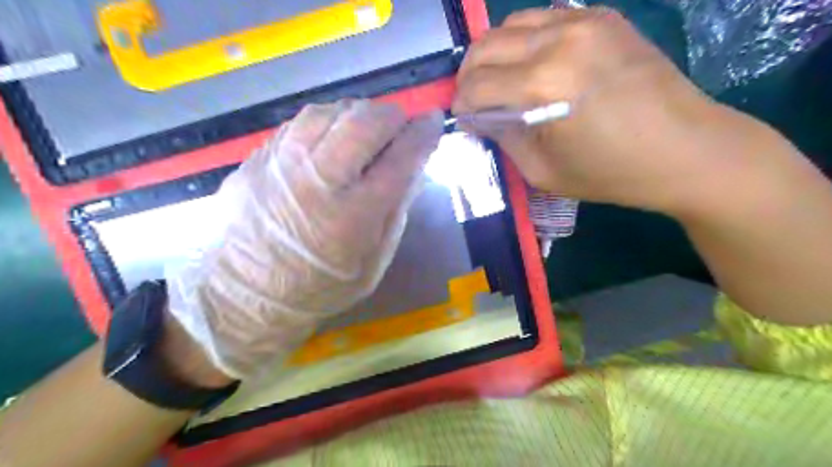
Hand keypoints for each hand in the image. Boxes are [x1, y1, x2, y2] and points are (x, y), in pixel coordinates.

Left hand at [164, 98, 445, 378]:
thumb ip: (396, 213)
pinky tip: (332, 134)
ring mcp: (284, 164)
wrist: (247, 294)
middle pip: (364, 123)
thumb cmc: (321, 286)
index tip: (433, 121)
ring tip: (366, 128)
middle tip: (399, 125)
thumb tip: (414, 169)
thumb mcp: (373, 262)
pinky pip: (301, 122)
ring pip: (330, 113)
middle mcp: (320, 181)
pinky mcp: (260, 159)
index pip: (401, 159)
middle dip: (391, 115)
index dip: (423, 134)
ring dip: (358, 113)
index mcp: (354, 215)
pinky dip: (327, 120)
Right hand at [452, 7, 751, 215]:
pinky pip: (543, 18)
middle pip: (486, 46)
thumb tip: (480, 116)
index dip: (461, 104)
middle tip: (473, 99)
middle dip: (468, 75)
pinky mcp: (602, 16)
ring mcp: (583, 20)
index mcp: (543, 86)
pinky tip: (529, 64)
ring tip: (495, 80)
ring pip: (511, 24)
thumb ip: (504, 137)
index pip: (476, 85)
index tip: (463, 119)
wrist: (686, 149)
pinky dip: (523, 40)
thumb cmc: (611, 173)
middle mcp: (559, 41)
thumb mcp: (542, 171)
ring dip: (493, 53)